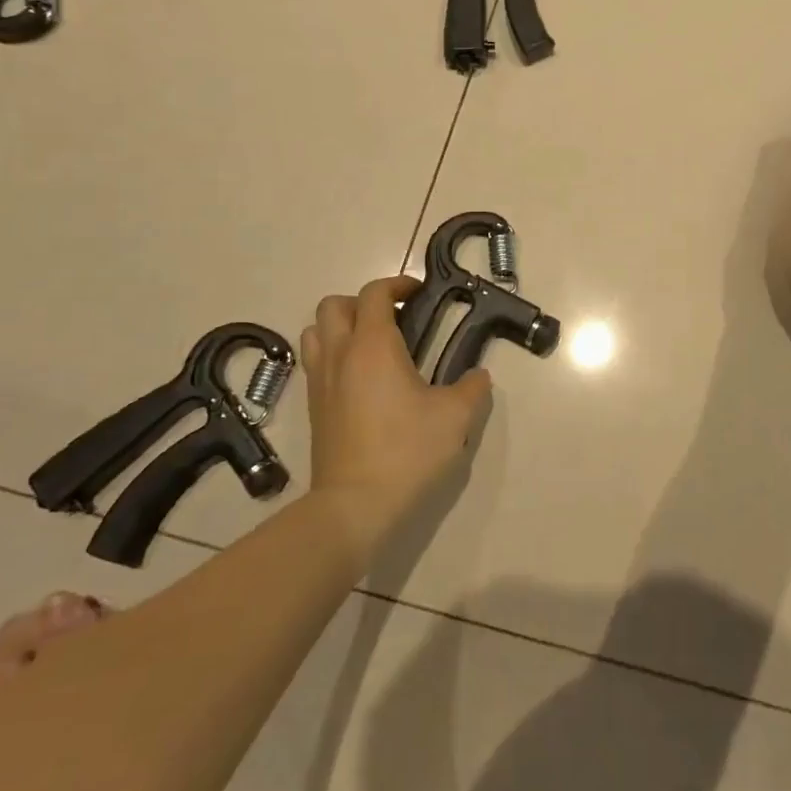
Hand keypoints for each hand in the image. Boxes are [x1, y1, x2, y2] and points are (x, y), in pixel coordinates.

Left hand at [299, 276, 491, 555]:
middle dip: (363, 302)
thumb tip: (477, 376)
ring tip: (372, 346)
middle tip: (394, 319)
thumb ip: (473, 388)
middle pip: (334, 306)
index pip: (374, 293)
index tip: (419, 294)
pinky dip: (334, 356)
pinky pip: (315, 364)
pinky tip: (362, 381)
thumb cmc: (407, 452)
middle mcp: (339, 356)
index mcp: (372, 347)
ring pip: (316, 333)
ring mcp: (320, 383)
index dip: (397, 284)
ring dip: (341, 327)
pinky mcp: (313, 410)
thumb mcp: (456, 418)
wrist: (354, 506)